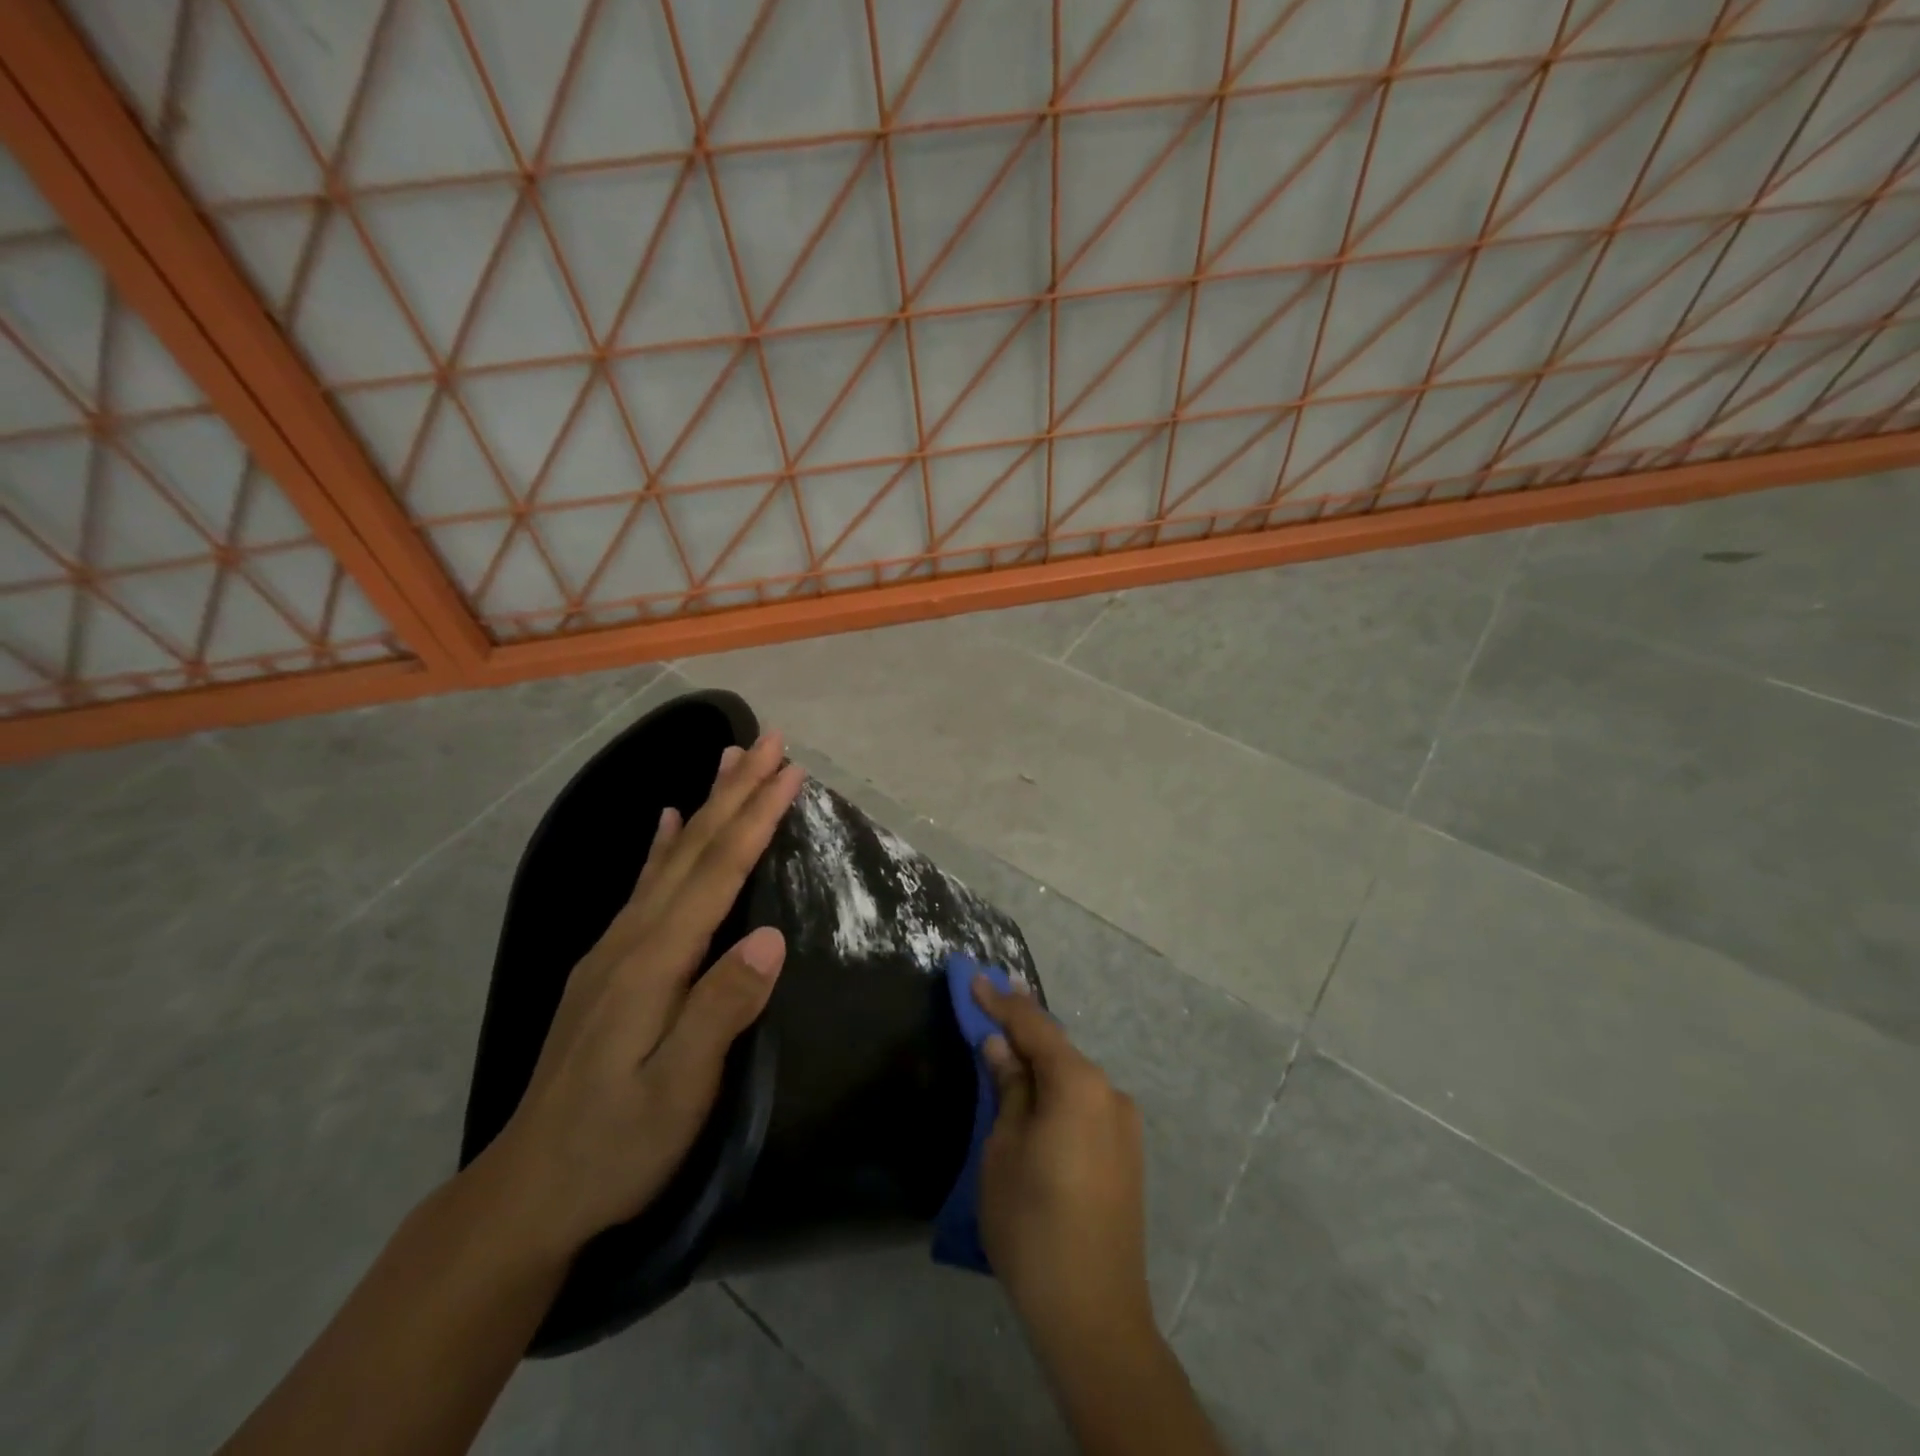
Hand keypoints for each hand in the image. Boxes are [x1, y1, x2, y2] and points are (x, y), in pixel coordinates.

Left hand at [480, 734, 806, 1257]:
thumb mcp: (678, 1090)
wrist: (528, 1192)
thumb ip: (722, 1009)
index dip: (756, 818)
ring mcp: (613, 948)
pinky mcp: (607, 964)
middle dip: (736, 790)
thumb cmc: (615, 1145)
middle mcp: (631, 938)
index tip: (790, 772)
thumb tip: (770, 937)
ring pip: (669, 856)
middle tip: (769, 741)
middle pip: (693, 847)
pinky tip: (666, 821)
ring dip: (705, 803)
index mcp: (654, 961)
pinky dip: (660, 844)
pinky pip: (643, 885)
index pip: (717, 871)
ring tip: (726, 760)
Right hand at [975, 976, 1152, 1346]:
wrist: (1093, 1313)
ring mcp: (1124, 1123)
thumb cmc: (1032, 1225)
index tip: (976, 976)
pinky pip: (1085, 1103)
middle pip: (1057, 1048)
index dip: (1002, 1001)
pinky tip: (1036, 1096)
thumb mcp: (1003, 1150)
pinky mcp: (1127, 1152)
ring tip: (1007, 1048)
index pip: (1034, 1027)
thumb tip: (1000, 1048)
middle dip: (1022, 1028)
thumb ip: (1007, 1089)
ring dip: (1040, 1062)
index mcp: (1079, 1085)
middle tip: (990, 1002)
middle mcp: (1110, 1093)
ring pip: (1072, 1077)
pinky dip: (1058, 1091)